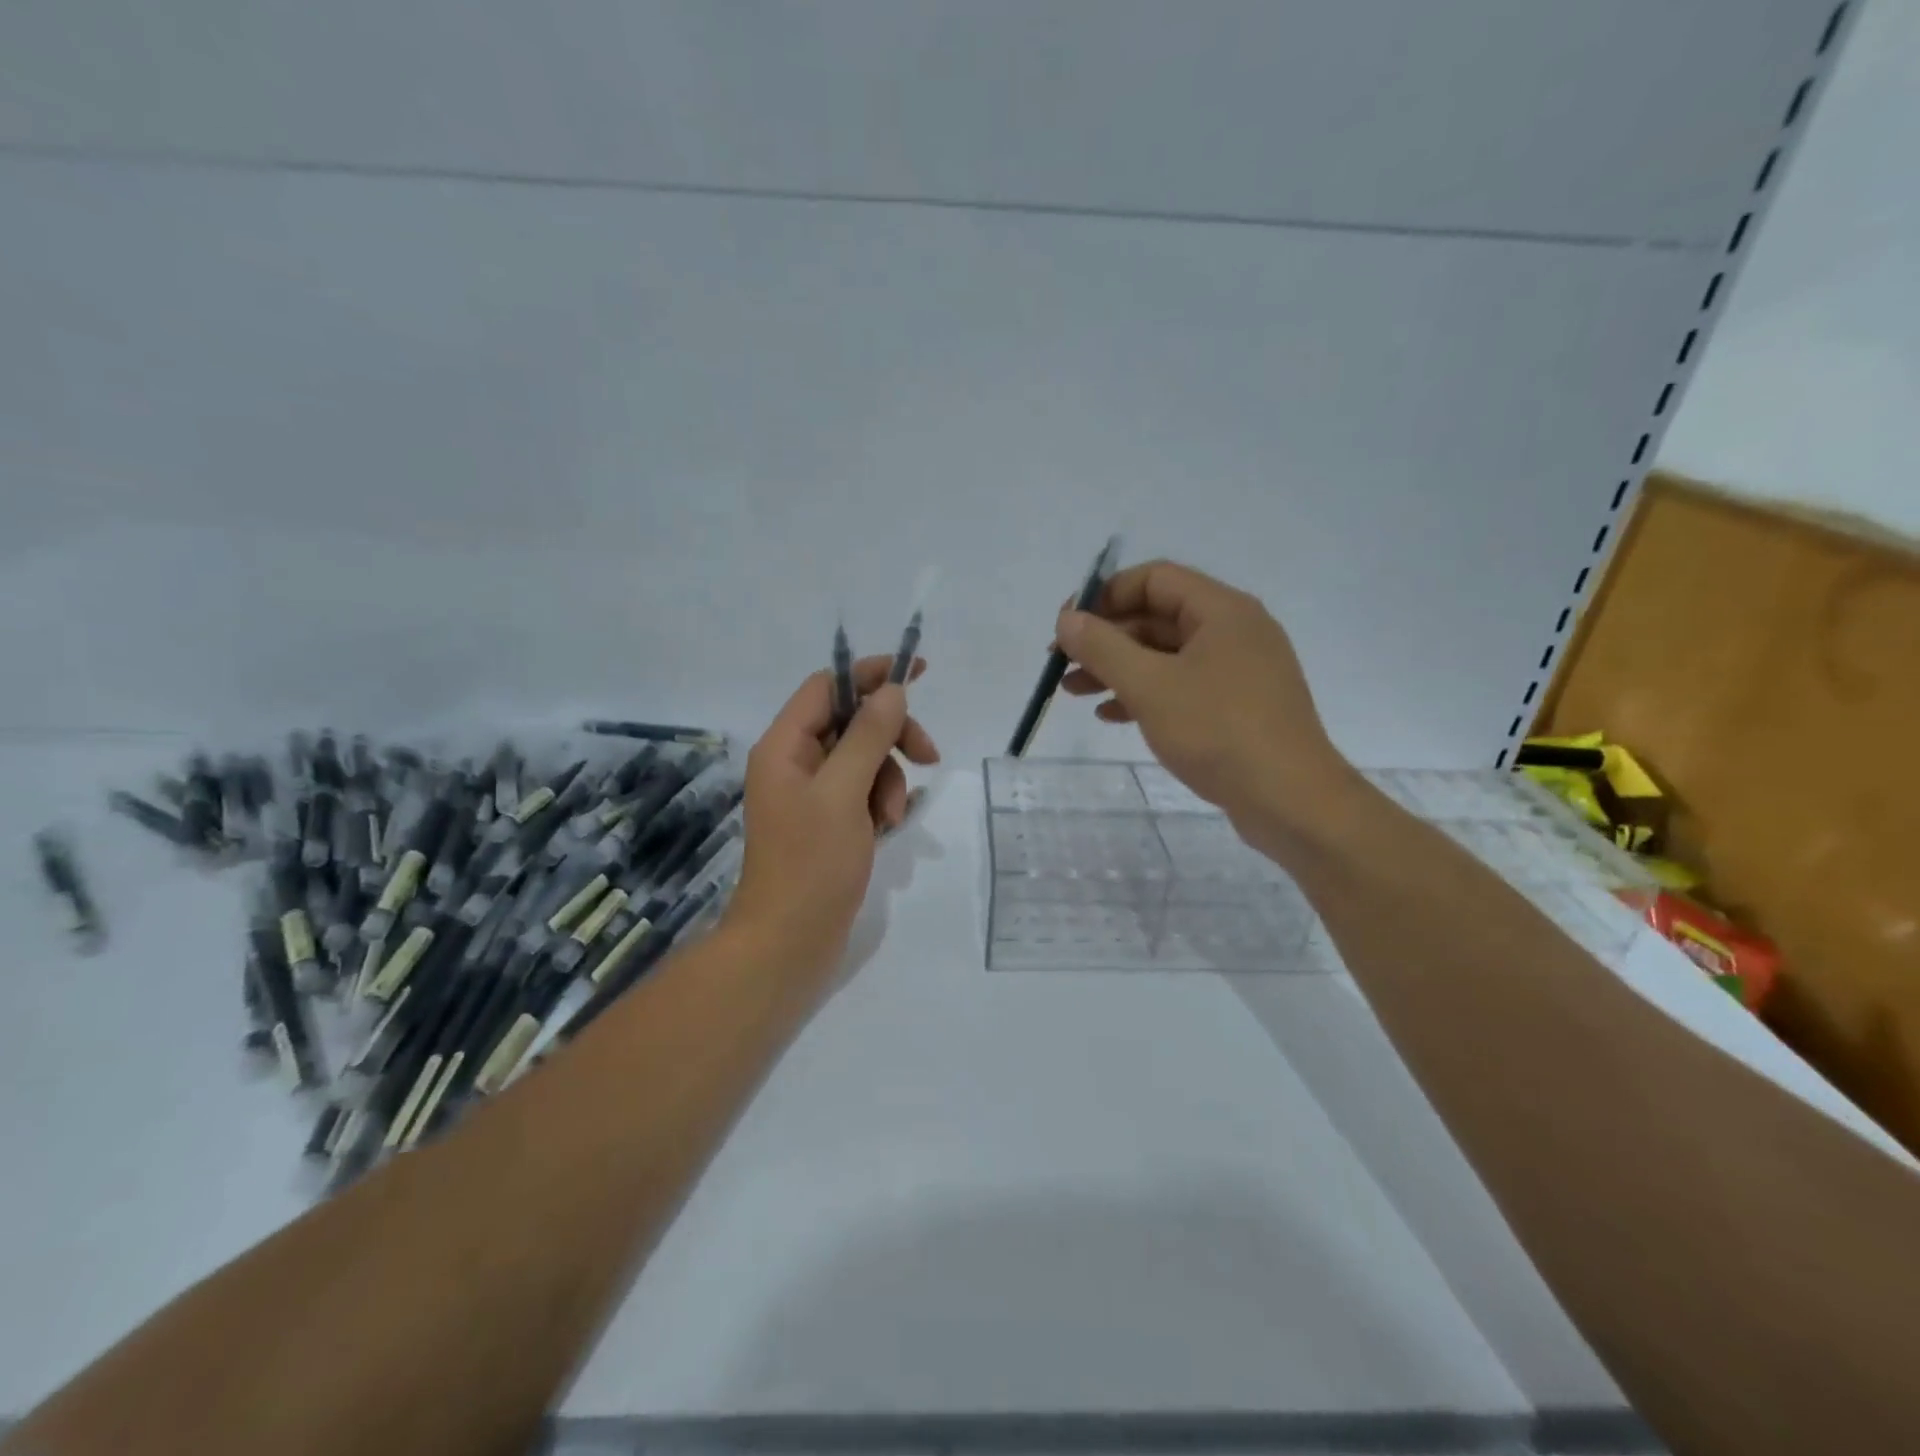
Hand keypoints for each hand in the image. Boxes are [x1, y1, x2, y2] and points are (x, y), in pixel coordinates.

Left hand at [724, 655, 939, 978]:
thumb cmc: (811, 865)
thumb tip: (891, 690)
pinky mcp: (827, 822)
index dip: (870, 674)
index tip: (916, 673)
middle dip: (891, 736)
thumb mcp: (843, 793)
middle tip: (928, 756)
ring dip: (889, 779)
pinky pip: (862, 792)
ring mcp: (811, 795)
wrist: (789, 944)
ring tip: (893, 818)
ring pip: (863, 759)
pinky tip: (889, 828)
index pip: (828, 686)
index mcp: (784, 746)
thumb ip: (868, 736)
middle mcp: (794, 763)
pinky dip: (881, 802)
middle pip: (852, 722)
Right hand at [1055, 559, 1360, 840]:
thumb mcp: (1149, 686)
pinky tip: (1111, 716)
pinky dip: (1144, 694)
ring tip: (1073, 691)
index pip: (1154, 579)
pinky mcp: (1238, 707)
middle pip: (1157, 617)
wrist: (1290, 801)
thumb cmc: (1218, 731)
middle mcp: (1234, 631)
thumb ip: (1103, 648)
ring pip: (1166, 656)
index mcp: (1221, 611)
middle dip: (1105, 638)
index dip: (1105, 595)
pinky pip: (1182, 686)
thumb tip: (1067, 619)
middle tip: (1061, 662)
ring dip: (1117, 669)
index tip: (1067, 624)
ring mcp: (1239, 671)